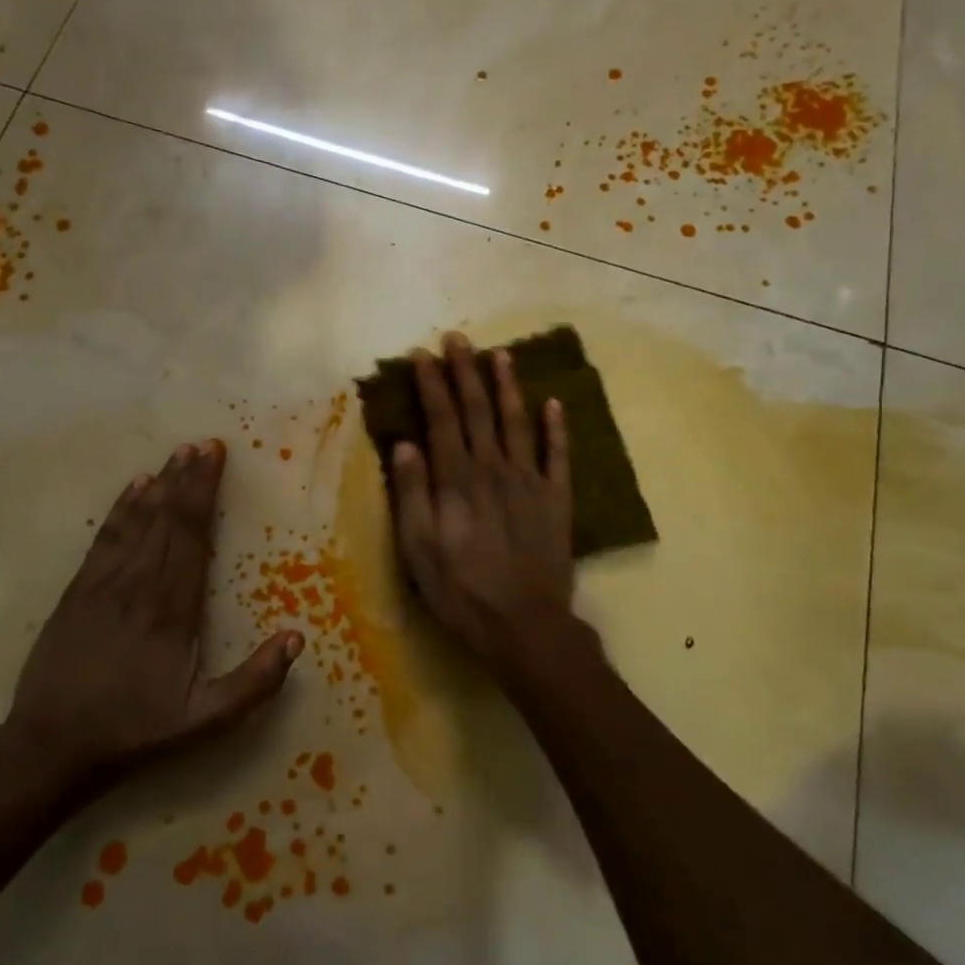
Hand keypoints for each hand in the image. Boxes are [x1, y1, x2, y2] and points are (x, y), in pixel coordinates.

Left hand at [2, 440, 301, 792]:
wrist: (51, 745)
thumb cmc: (135, 731)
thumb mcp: (205, 722)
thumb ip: (254, 682)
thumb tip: (297, 638)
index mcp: (172, 609)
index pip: (192, 536)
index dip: (204, 493)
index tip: (215, 457)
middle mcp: (138, 585)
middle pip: (167, 519)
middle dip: (186, 479)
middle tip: (202, 443)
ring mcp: (103, 584)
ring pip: (137, 522)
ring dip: (158, 485)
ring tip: (176, 455)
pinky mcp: (77, 591)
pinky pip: (104, 538)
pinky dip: (121, 509)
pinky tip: (133, 488)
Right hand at [391, 332, 575, 667]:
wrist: (525, 626)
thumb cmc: (461, 591)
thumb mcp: (419, 549)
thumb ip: (412, 494)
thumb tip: (405, 444)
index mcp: (457, 480)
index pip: (441, 419)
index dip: (431, 384)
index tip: (422, 355)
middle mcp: (494, 469)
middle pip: (478, 410)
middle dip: (465, 371)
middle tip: (457, 338)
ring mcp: (530, 481)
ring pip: (518, 422)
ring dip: (508, 386)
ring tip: (501, 354)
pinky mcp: (557, 500)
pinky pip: (559, 455)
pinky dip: (557, 428)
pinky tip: (554, 403)